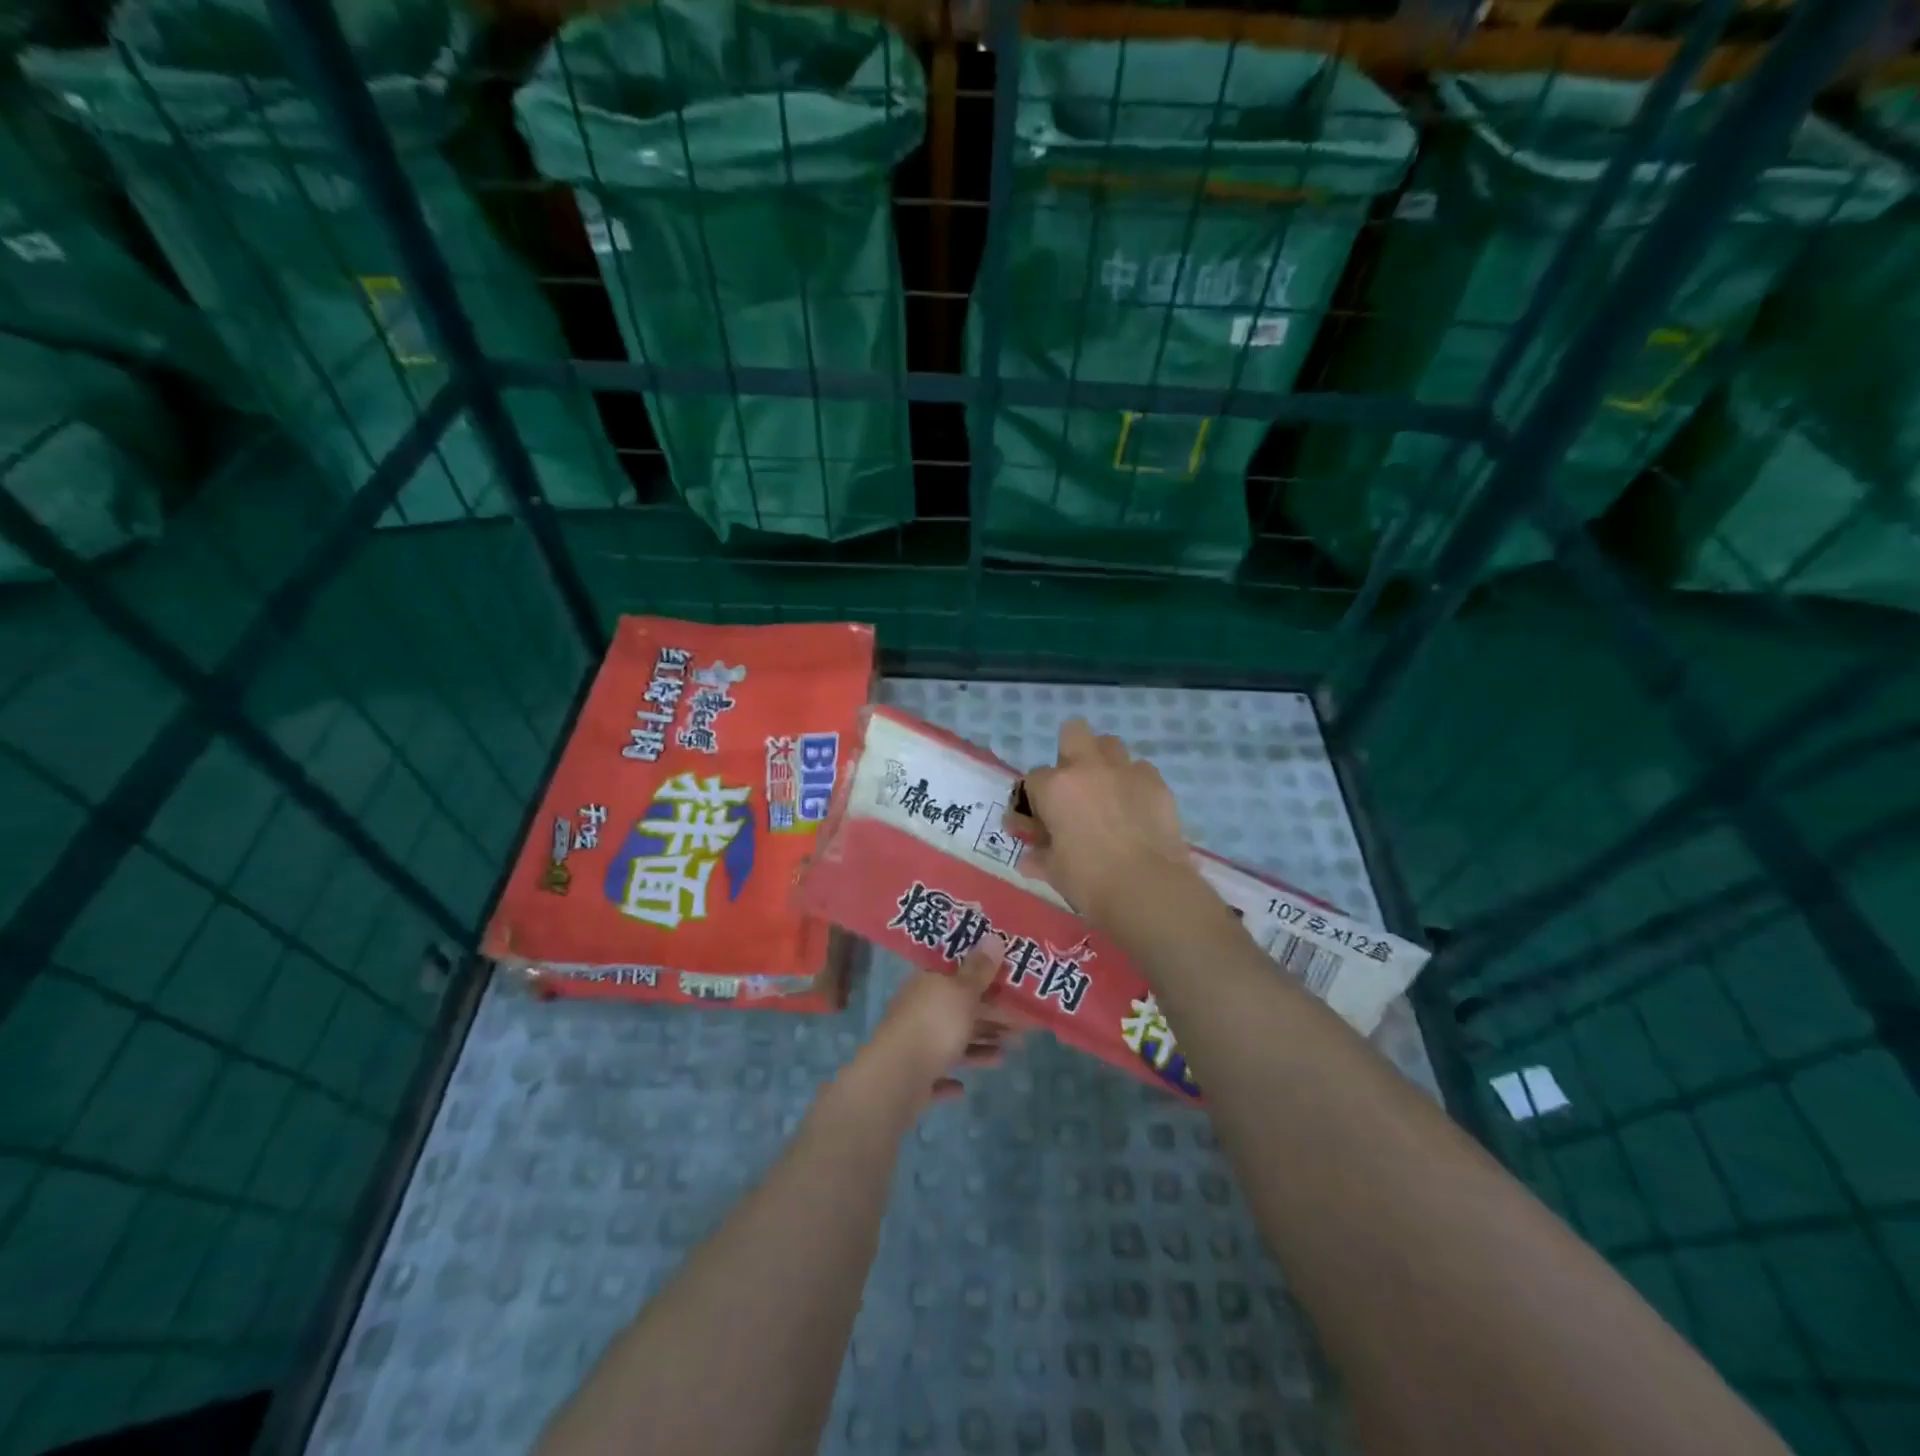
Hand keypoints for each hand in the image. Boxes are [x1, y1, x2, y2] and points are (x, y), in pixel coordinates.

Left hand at [860, 936, 1021, 1104]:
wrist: (897, 1079)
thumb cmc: (935, 1025)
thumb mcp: (962, 992)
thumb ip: (979, 970)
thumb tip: (994, 937)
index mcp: (927, 984)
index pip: (955, 972)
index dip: (981, 975)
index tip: (1007, 981)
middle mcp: (919, 1010)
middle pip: (957, 1009)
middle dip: (988, 1016)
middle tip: (1020, 1023)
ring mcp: (914, 1044)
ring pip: (951, 1041)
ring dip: (977, 1047)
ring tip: (1006, 1053)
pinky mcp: (913, 1077)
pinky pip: (937, 1074)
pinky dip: (950, 1079)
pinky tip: (962, 1088)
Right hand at [1006, 718, 1196, 923]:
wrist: (1147, 889)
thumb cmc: (1089, 880)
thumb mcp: (1054, 871)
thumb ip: (1039, 856)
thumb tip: (1029, 858)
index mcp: (1055, 787)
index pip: (1034, 778)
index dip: (1036, 798)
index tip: (1042, 818)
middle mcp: (1088, 768)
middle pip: (1074, 732)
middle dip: (1070, 750)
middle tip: (1074, 783)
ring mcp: (1125, 771)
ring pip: (1110, 744)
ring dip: (1104, 762)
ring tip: (1107, 791)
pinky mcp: (1157, 783)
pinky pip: (1141, 769)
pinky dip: (1135, 783)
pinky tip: (1137, 807)